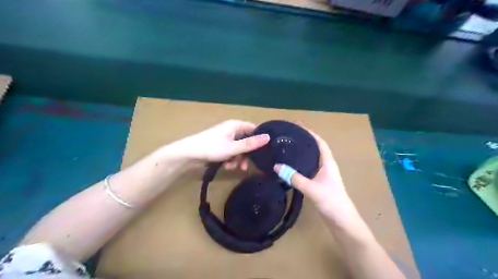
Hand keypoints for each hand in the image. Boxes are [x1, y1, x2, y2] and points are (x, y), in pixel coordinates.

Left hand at [179, 119, 270, 168]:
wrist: (188, 154)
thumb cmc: (212, 148)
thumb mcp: (233, 148)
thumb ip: (251, 144)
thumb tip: (268, 137)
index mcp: (236, 125)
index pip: (254, 129)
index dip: (259, 139)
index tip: (264, 151)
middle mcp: (232, 130)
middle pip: (246, 141)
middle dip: (246, 154)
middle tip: (245, 166)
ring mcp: (225, 138)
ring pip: (239, 149)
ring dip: (237, 159)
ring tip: (232, 167)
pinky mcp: (220, 146)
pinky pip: (231, 152)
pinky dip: (230, 159)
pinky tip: (226, 166)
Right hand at [272, 128, 357, 221]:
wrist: (343, 222)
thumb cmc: (332, 202)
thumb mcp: (312, 189)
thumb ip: (294, 178)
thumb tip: (276, 166)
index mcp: (327, 162)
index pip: (319, 142)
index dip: (309, 132)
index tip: (296, 125)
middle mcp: (325, 166)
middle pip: (314, 148)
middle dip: (302, 140)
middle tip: (287, 135)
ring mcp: (322, 175)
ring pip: (310, 159)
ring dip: (301, 152)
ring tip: (286, 147)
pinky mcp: (318, 183)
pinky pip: (307, 169)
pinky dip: (299, 164)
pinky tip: (289, 166)